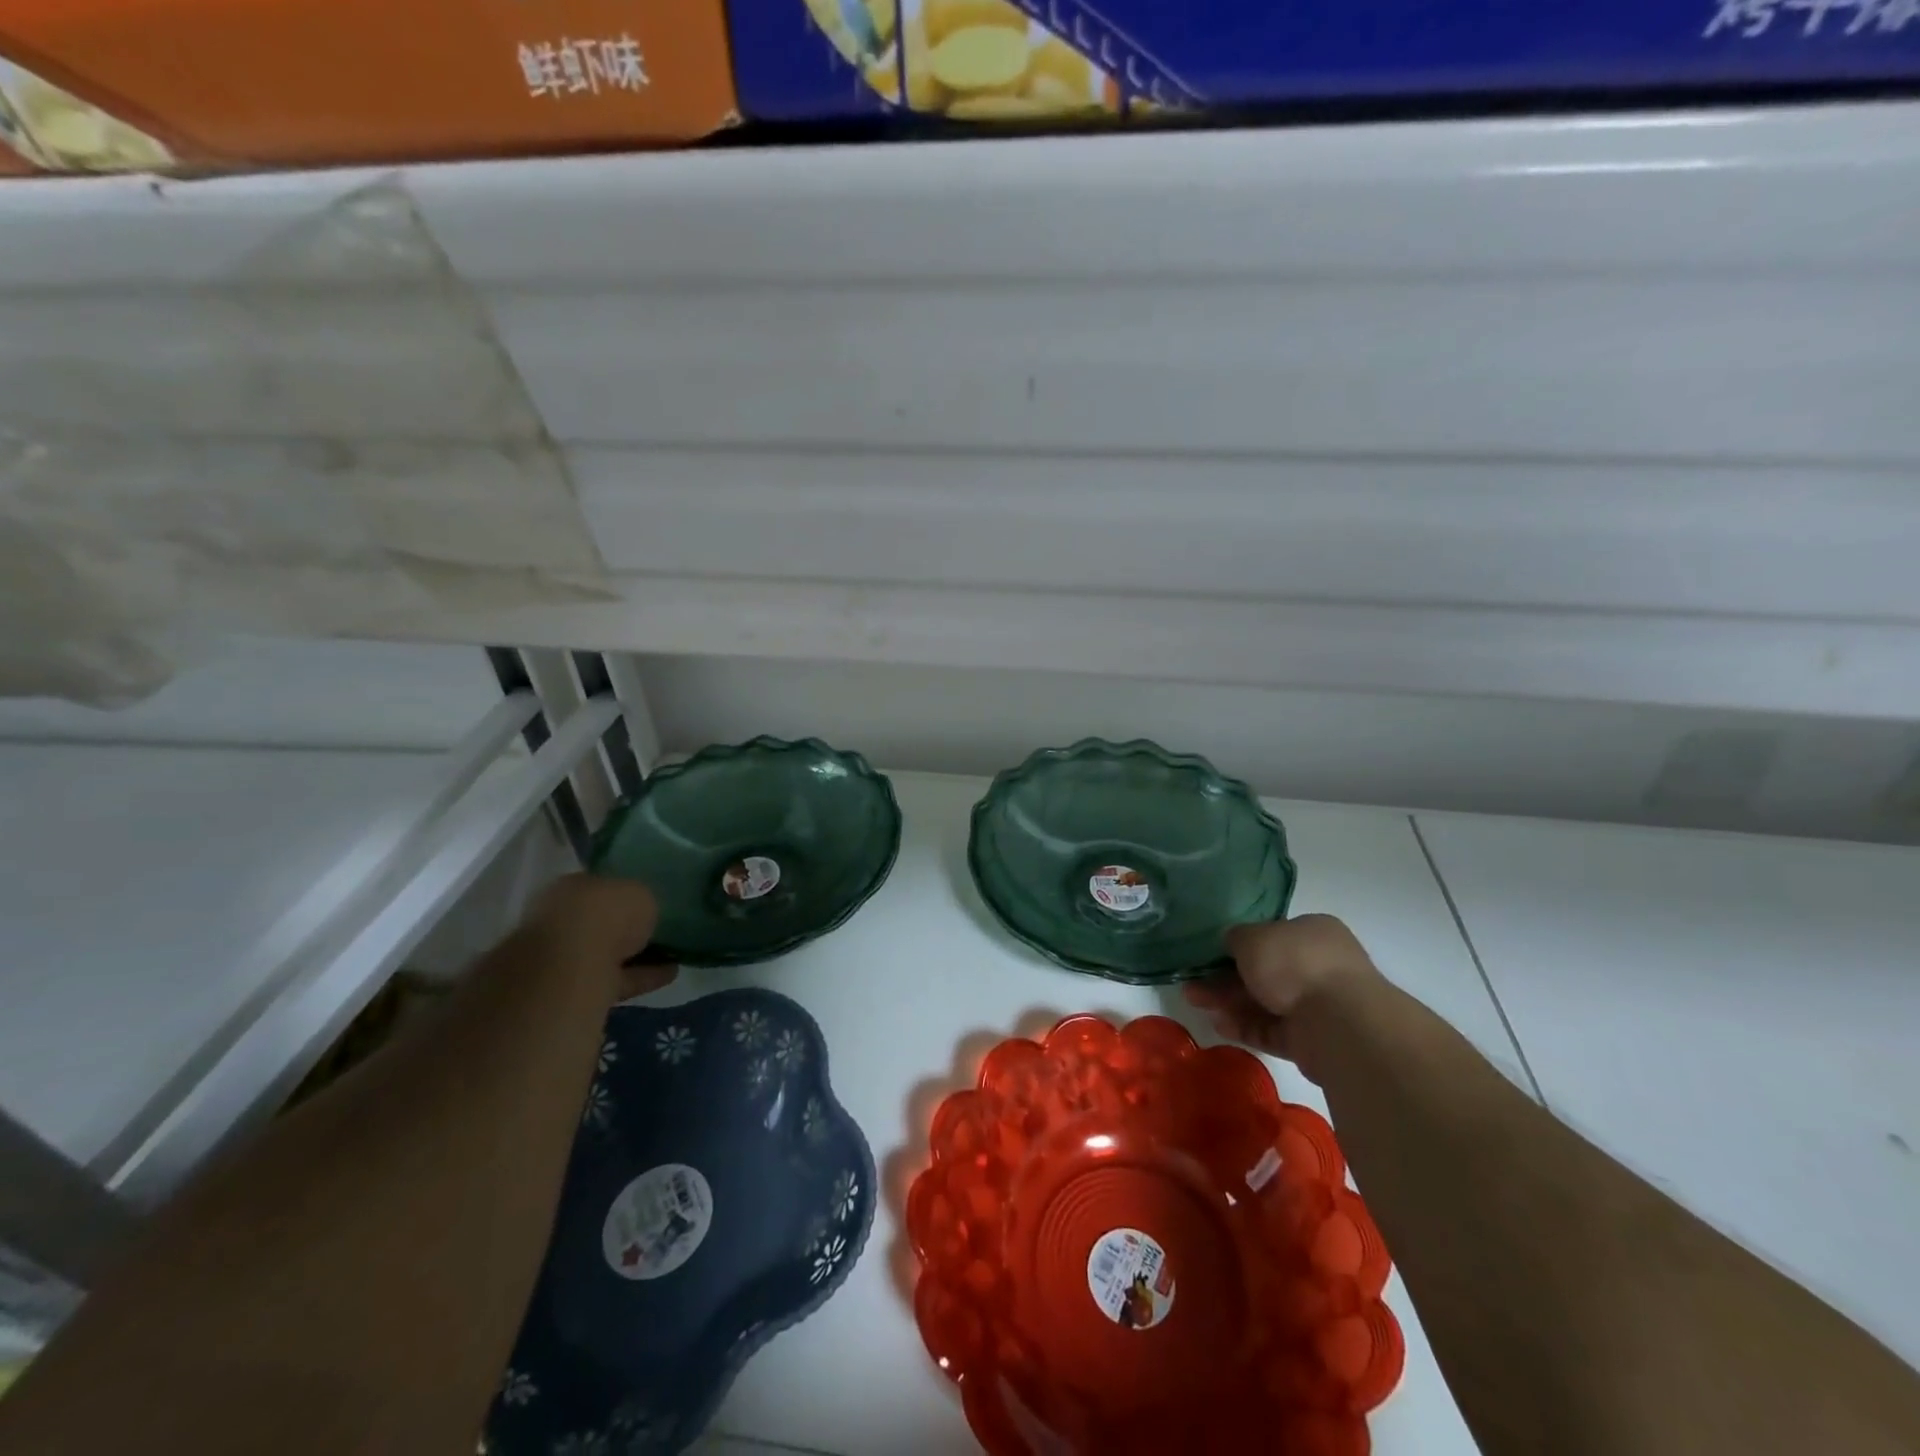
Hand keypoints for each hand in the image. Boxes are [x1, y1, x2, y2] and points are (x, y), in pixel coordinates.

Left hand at [524, 874, 673, 999]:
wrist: (573, 970)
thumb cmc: (603, 915)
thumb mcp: (639, 893)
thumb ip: (641, 901)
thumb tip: (643, 912)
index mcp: (569, 888)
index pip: (599, 886)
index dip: (624, 892)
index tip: (648, 900)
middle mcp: (559, 921)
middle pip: (600, 922)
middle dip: (627, 927)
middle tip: (660, 928)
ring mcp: (564, 959)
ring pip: (607, 953)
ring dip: (638, 954)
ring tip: (675, 953)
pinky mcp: (576, 991)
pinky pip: (617, 979)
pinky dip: (643, 977)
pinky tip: (671, 973)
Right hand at [1182, 914, 1378, 1077]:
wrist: (1338, 1022)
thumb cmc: (1294, 963)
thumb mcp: (1252, 937)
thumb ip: (1236, 938)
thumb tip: (1232, 944)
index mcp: (1312, 933)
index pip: (1271, 936)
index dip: (1239, 945)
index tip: (1210, 955)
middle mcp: (1318, 966)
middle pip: (1263, 972)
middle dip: (1224, 978)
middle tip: (1192, 985)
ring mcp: (1317, 1005)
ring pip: (1264, 1002)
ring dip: (1229, 1002)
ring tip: (1194, 1003)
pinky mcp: (1312, 1040)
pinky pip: (1271, 1030)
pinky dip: (1245, 1027)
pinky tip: (1218, 1025)